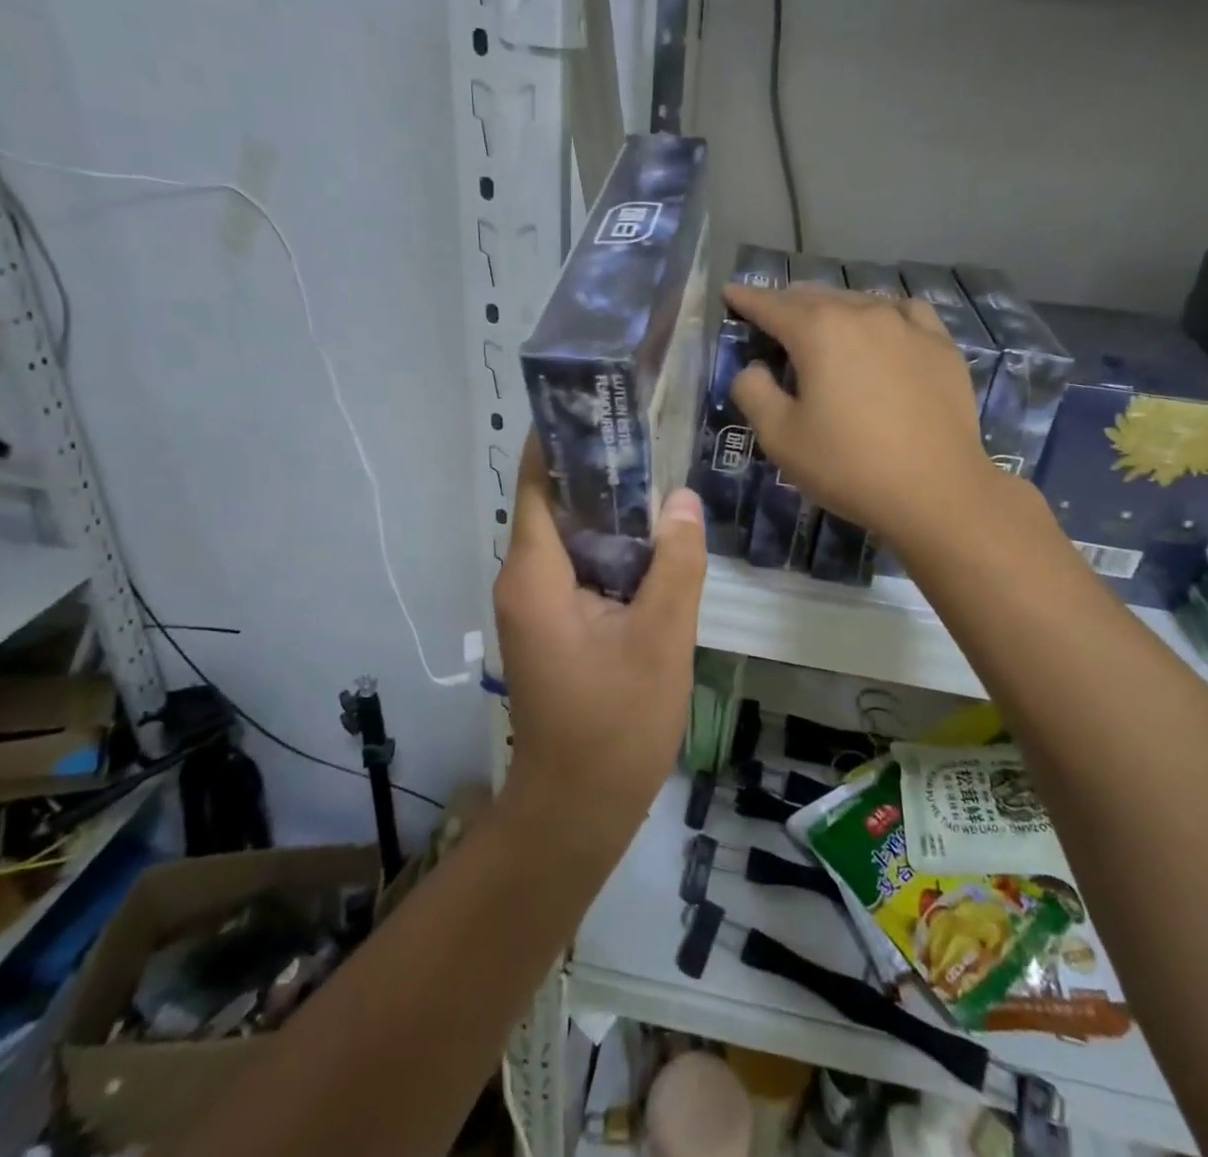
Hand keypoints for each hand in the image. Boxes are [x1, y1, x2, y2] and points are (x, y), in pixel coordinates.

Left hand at [492, 438, 705, 857]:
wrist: (578, 809)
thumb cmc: (615, 726)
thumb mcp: (660, 640)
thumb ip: (675, 565)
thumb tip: (683, 498)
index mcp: (536, 574)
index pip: (538, 482)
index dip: (563, 437)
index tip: (602, 399)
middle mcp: (524, 579)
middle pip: (556, 503)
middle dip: (599, 467)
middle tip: (653, 430)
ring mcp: (537, 604)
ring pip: (573, 536)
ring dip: (611, 509)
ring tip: (662, 470)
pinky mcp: (555, 623)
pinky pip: (581, 566)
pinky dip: (613, 546)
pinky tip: (656, 538)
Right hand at [726, 282, 999, 553]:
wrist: (936, 491)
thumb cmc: (848, 465)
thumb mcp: (780, 437)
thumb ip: (753, 392)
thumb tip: (755, 368)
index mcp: (819, 331)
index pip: (771, 305)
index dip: (746, 299)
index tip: (730, 292)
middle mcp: (863, 313)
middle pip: (815, 297)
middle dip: (787, 303)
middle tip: (770, 317)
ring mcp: (908, 325)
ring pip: (859, 300)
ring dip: (832, 309)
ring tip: (822, 326)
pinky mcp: (941, 345)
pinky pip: (904, 312)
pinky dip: (882, 314)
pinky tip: (883, 330)